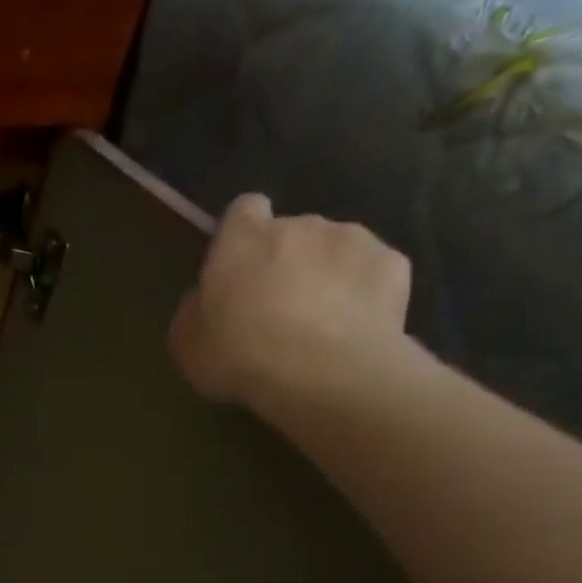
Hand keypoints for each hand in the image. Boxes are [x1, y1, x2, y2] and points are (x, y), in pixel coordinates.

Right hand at [168, 193, 414, 411]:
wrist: (323, 373)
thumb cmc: (240, 356)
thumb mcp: (188, 343)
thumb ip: (195, 309)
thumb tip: (205, 299)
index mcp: (243, 239)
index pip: (243, 209)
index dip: (242, 234)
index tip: (239, 266)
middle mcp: (299, 224)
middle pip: (291, 232)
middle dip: (286, 260)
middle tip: (278, 309)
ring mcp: (352, 239)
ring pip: (335, 248)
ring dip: (327, 273)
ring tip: (322, 322)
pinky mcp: (393, 263)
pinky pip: (372, 272)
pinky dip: (365, 292)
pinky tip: (357, 327)